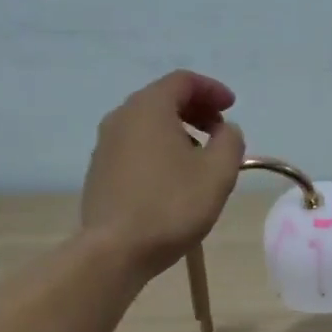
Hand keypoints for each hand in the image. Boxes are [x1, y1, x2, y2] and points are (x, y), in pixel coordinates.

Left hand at [82, 70, 245, 280]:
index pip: (183, 81)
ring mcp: (105, 145)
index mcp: (149, 108)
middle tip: (220, 130)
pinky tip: (173, 178)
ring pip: (147, 124)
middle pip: (162, 99)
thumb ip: (230, 142)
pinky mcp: (99, 171)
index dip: (212, 90)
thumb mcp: (218, 173)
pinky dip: (158, 149)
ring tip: (200, 157)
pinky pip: (134, 147)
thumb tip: (226, 131)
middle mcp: (121, 117)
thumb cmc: (171, 206)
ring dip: (177, 131)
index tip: (232, 107)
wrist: (115, 250)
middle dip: (195, 109)